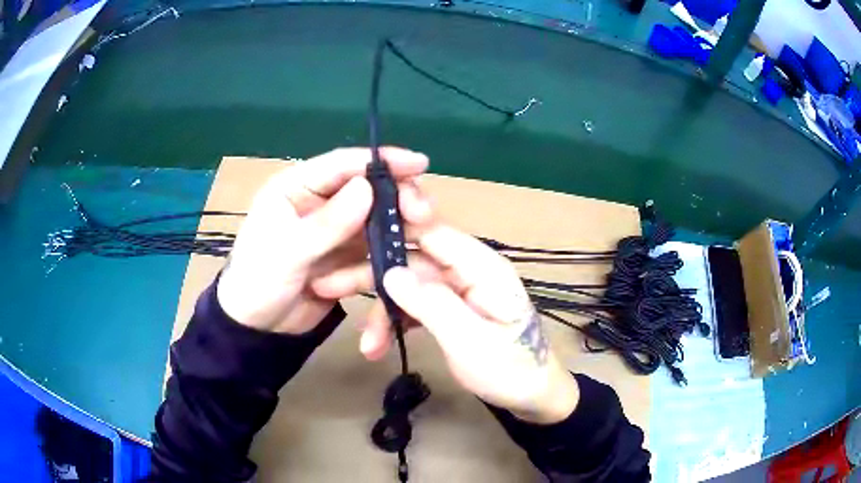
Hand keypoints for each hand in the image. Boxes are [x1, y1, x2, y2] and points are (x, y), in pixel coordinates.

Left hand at [217, 147, 427, 333]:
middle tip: (422, 216)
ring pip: (379, 221)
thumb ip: (326, 223)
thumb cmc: (257, 282)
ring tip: (420, 244)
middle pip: (370, 190)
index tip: (420, 163)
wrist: (257, 328)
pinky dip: (388, 262)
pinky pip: (376, 252)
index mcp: (297, 187)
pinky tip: (399, 274)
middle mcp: (322, 203)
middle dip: (398, 200)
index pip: (343, 164)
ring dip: (398, 233)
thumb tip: (368, 187)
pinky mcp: (349, 257)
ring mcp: (338, 231)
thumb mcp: (286, 252)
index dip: (382, 161)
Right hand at [312, 190, 578, 423]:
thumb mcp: (470, 341)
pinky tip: (379, 345)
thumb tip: (390, 273)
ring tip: (365, 343)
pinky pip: (415, 306)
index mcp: (481, 266)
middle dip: (371, 274)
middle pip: (411, 258)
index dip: (393, 222)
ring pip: (408, 285)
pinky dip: (396, 322)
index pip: (432, 230)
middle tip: (328, 285)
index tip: (351, 226)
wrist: (532, 396)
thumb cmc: (511, 369)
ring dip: (382, 310)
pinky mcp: (450, 308)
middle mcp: (466, 270)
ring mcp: (457, 289)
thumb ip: (431, 305)